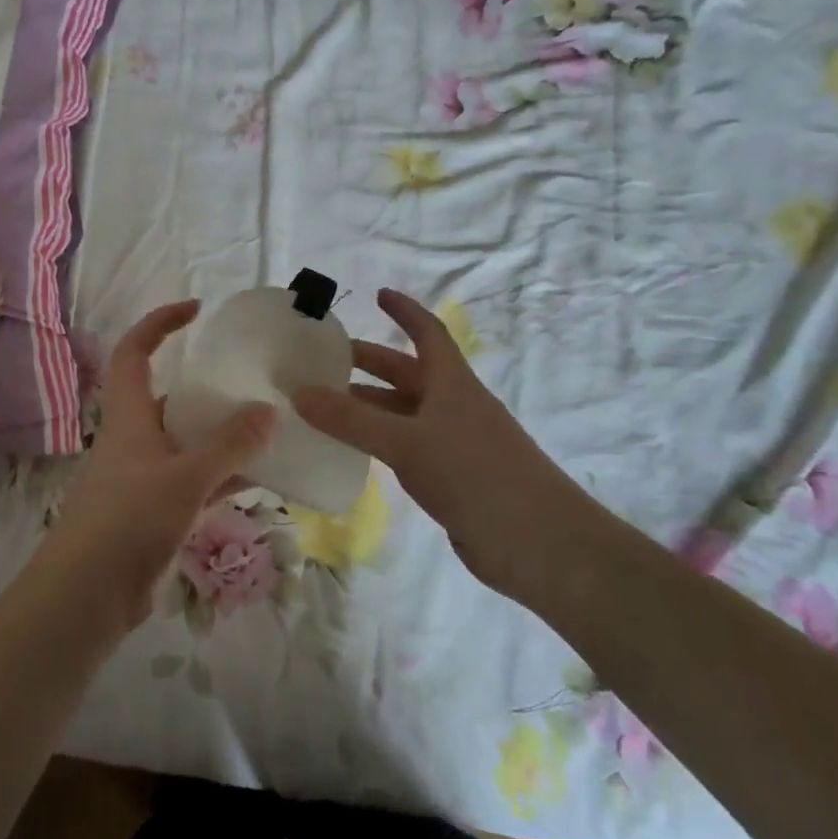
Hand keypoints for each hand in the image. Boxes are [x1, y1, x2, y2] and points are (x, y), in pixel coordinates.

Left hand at [43, 301, 276, 628]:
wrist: (87, 596)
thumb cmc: (128, 521)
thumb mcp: (185, 478)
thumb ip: (229, 447)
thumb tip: (268, 412)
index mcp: (128, 416)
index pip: (135, 351)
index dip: (160, 323)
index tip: (197, 310)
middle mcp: (134, 439)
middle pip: (168, 397)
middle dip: (206, 387)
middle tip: (250, 383)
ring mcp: (144, 477)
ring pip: (186, 442)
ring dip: (220, 436)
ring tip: (266, 427)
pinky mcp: (155, 512)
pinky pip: (195, 481)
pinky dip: (223, 476)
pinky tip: (260, 478)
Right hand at [292, 288, 592, 594]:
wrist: (538, 543)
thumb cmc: (475, 474)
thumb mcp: (407, 441)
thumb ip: (351, 420)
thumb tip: (298, 393)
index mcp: (452, 383)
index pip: (427, 333)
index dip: (405, 311)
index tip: (378, 294)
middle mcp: (453, 406)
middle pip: (407, 373)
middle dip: (370, 363)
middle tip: (324, 361)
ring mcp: (453, 443)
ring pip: (402, 414)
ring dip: (367, 407)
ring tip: (323, 407)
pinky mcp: (450, 478)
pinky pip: (405, 448)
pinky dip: (377, 443)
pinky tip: (351, 452)